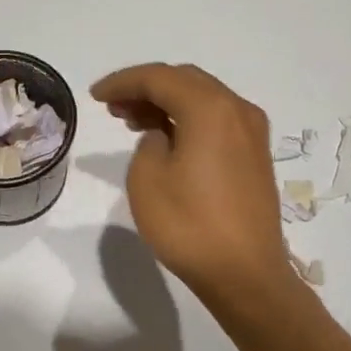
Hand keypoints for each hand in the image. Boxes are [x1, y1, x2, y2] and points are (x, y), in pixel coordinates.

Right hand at [89, 63, 297, 314]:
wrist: (244, 273)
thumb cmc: (190, 225)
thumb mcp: (147, 178)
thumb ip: (148, 142)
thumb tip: (162, 137)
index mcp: (210, 108)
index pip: (159, 77)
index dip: (123, 82)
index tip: (95, 96)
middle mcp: (237, 110)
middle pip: (185, 81)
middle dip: (146, 88)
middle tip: (114, 107)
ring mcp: (252, 133)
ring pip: (203, 100)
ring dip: (167, 103)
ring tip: (133, 121)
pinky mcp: (255, 155)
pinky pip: (217, 121)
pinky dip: (188, 119)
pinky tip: (167, 138)